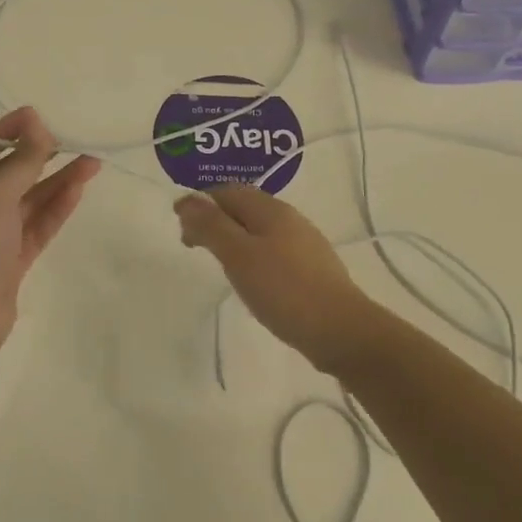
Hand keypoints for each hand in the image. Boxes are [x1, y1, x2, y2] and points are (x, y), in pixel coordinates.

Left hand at [0, 107, 100, 346]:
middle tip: (73, 139)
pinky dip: (57, 207)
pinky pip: (37, 224)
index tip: (40, 116)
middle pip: (10, 171)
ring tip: (92, 162)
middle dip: (41, 155)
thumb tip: (37, 122)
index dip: (10, 129)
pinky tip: (79, 190)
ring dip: (58, 180)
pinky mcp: (11, 258)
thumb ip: (22, 160)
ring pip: (29, 199)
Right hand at [174, 185, 386, 374]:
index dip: (200, 203)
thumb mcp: (238, 255)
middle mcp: (289, 218)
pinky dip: (253, 255)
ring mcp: (305, 243)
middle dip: (216, 219)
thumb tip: (186, 200)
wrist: (341, 330)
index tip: (181, 228)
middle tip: (194, 245)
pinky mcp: (312, 268)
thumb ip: (211, 226)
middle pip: (245, 207)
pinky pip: (274, 249)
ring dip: (234, 237)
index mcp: (270, 209)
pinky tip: (252, 279)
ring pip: (260, 229)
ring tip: (220, 262)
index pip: (228, 191)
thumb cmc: (283, 289)